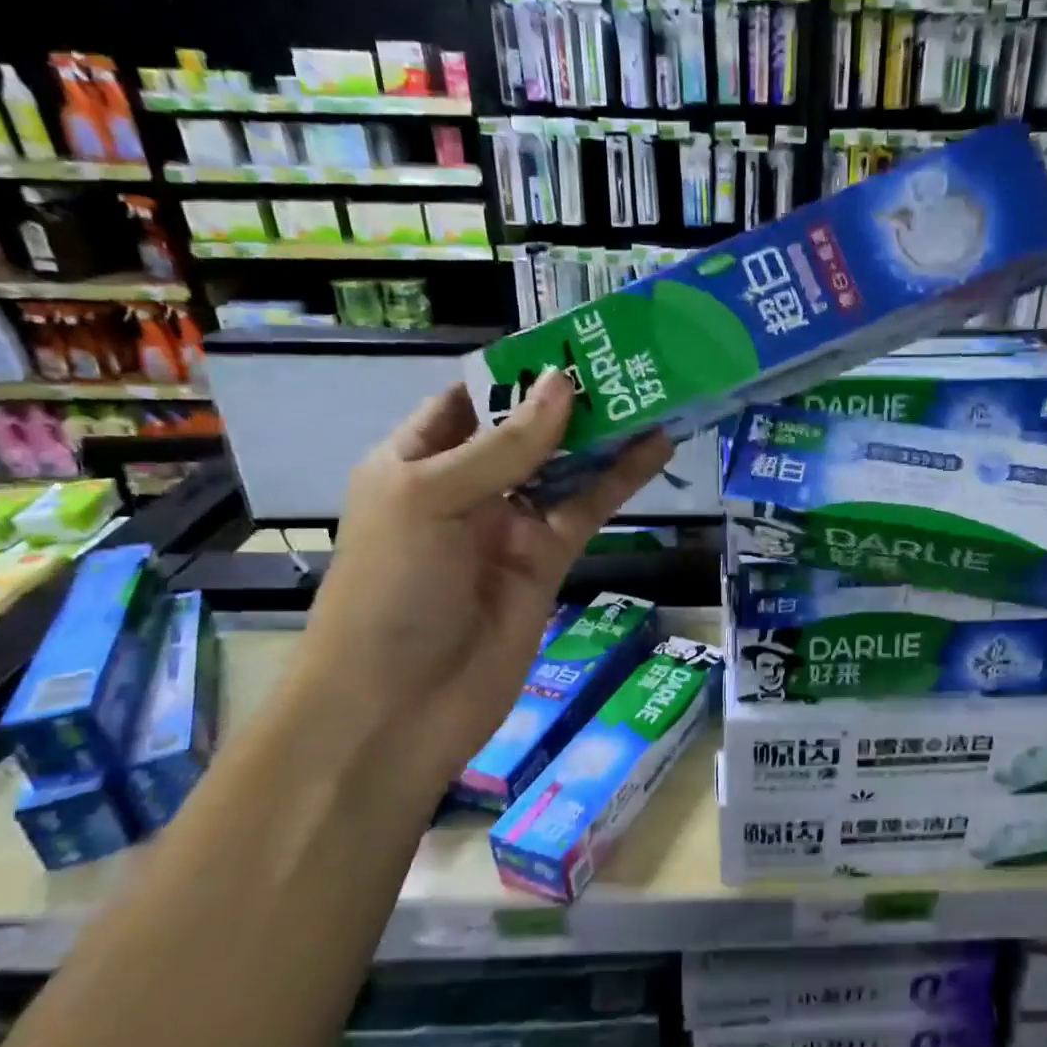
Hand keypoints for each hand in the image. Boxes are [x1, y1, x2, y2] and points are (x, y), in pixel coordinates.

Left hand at [282, 370, 672, 800]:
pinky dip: (620, 480)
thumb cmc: (392, 588)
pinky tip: (655, 447)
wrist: (398, 706)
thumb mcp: (431, 498)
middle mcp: (466, 486)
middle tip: (630, 360)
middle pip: (527, 430)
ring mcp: (510, 525)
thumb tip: (564, 385)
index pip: (472, 398)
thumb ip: (504, 446)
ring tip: (653, 392)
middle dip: (572, 398)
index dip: (519, 370)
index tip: (575, 340)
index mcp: (416, 459)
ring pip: (565, 467)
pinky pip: (587, 509)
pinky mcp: (548, 561)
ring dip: (605, 434)